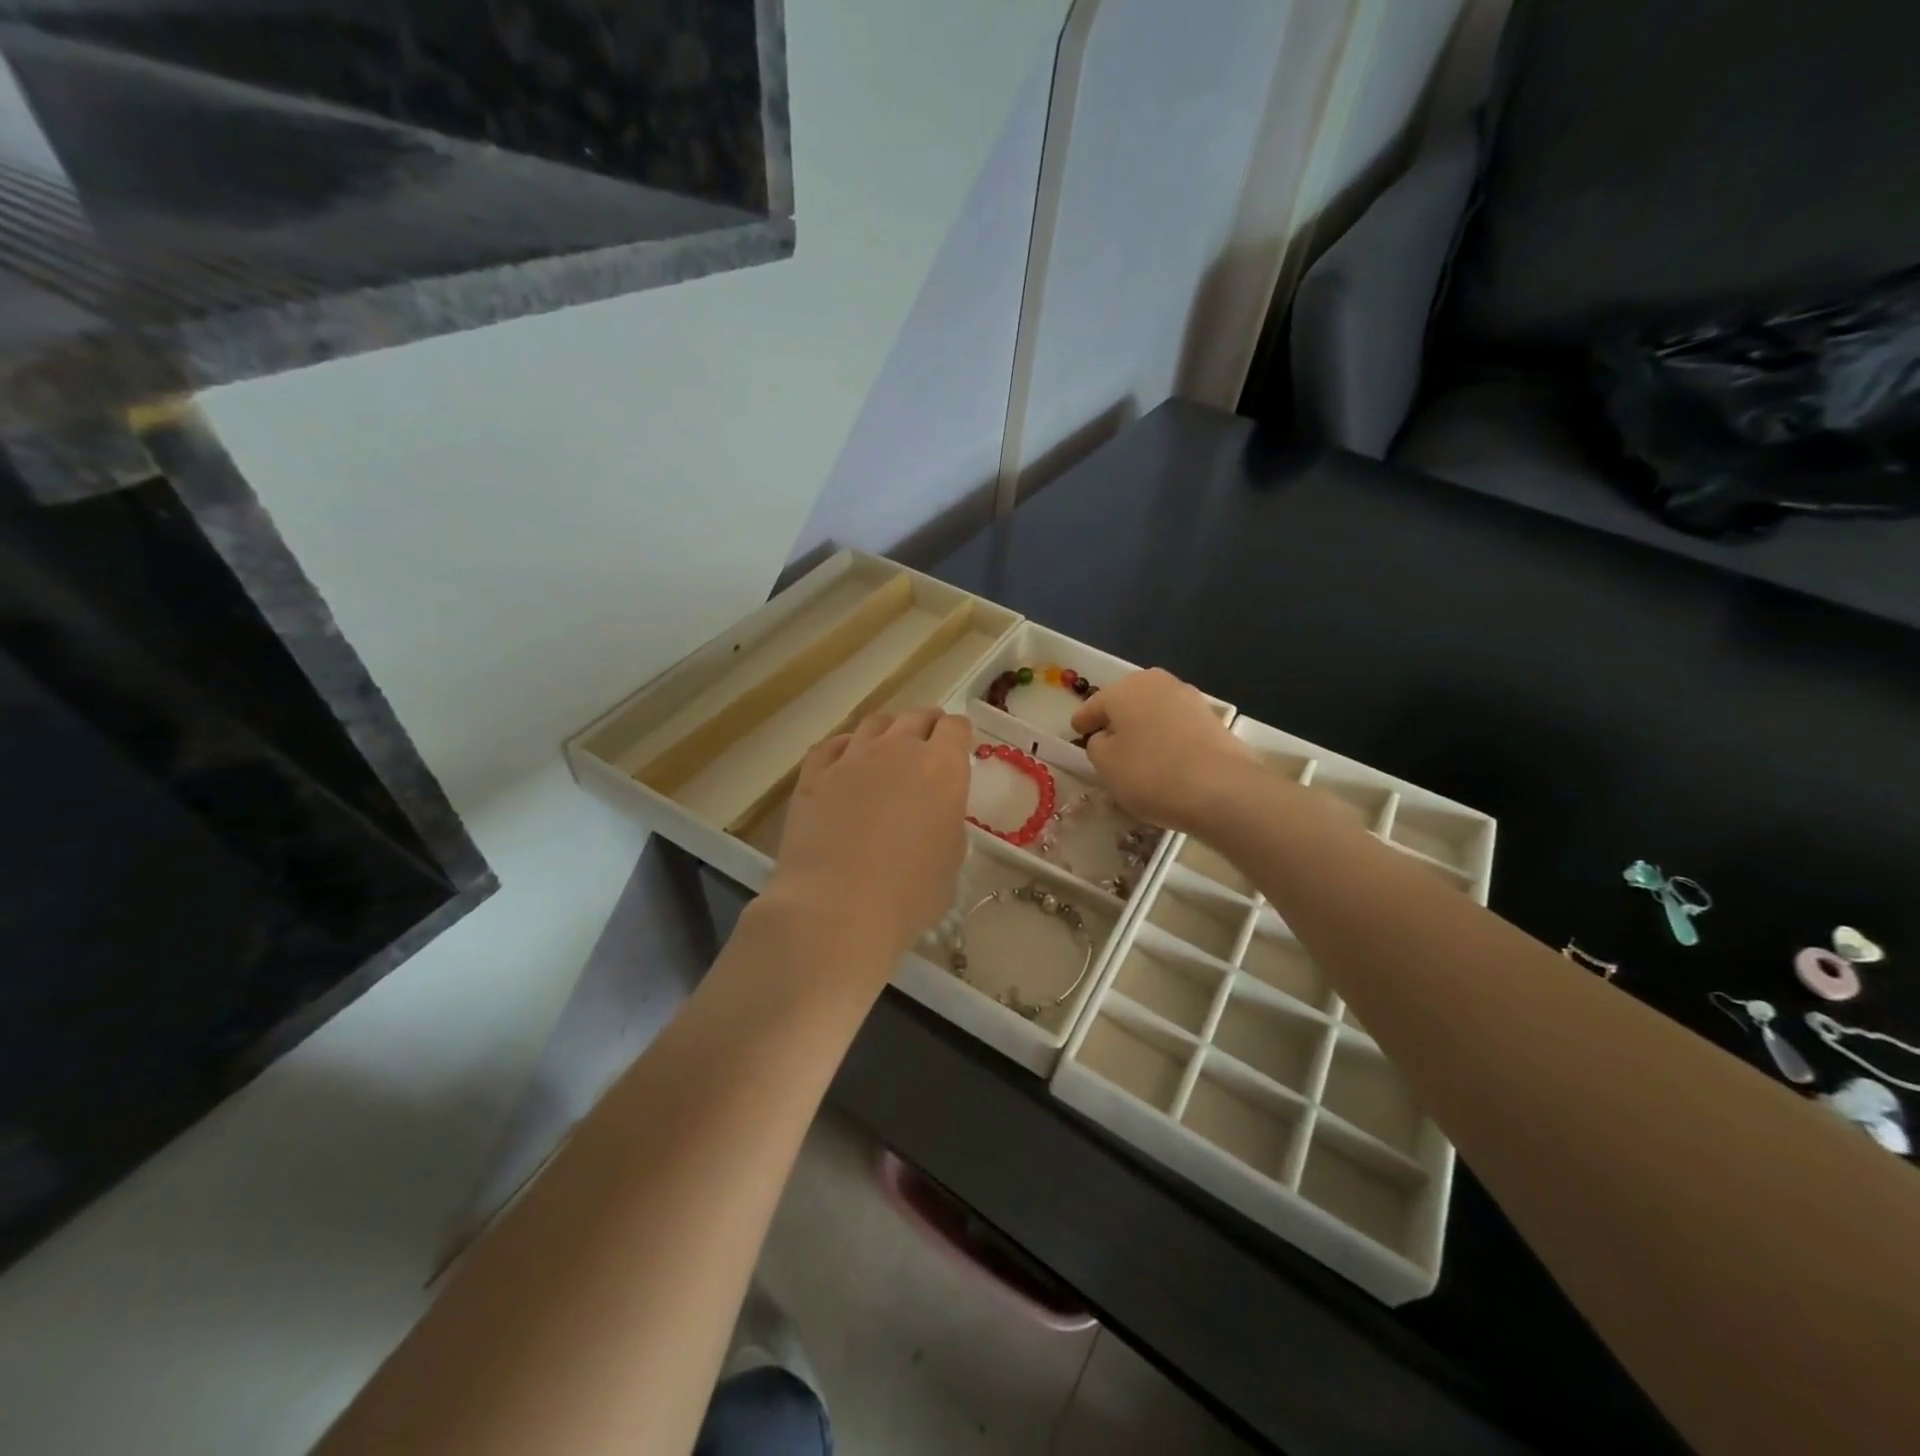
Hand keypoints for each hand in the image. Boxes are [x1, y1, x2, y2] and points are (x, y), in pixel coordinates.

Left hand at [765, 709, 972, 965]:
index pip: (956, 727)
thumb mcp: (951, 859)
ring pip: (875, 723)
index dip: (959, 736)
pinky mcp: (814, 774)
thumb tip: (935, 811)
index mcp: (942, 767)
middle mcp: (898, 749)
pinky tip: (846, 762)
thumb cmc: (909, 895)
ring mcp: (852, 757)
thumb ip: (947, 820)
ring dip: (888, 732)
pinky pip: (833, 744)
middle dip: (927, 727)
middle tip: (928, 747)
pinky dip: (846, 747)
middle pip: (917, 717)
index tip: (958, 750)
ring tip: (888, 750)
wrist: (837, 909)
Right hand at [1071, 669, 1257, 833]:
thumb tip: (1107, 737)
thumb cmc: (1150, 773)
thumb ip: (1097, 745)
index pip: (1094, 705)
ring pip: (1153, 713)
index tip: (1076, 734)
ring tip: (1137, 755)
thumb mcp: (1105, 764)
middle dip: (1116, 721)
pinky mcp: (1212, 719)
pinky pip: (1176, 727)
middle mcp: (1157, 682)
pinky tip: (1165, 760)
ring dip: (1143, 729)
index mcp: (1124, 688)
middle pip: (1126, 703)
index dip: (1082, 722)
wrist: (1222, 790)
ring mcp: (1189, 698)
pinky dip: (1166, 739)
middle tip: (1107, 745)